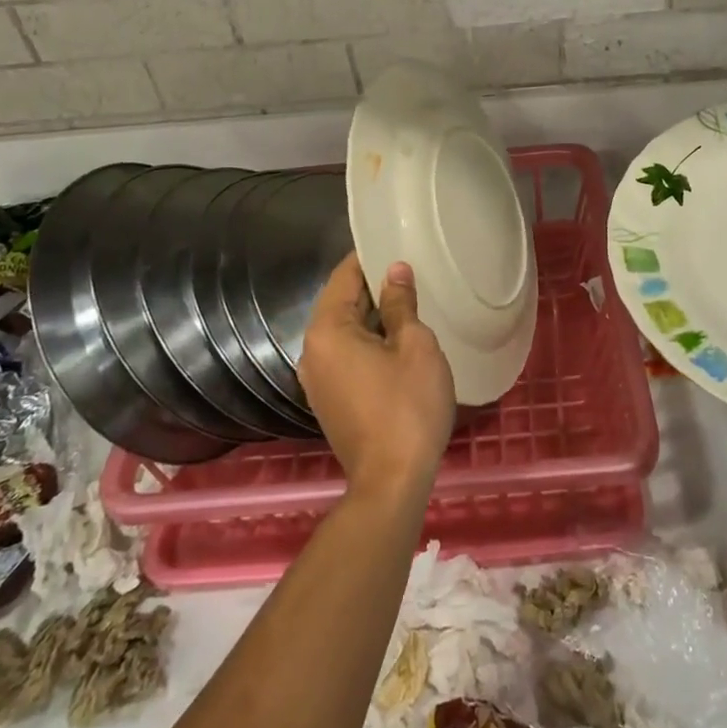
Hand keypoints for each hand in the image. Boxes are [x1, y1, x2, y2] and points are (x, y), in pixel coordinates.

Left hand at [299, 254, 456, 506]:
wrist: (392, 482)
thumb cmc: (407, 406)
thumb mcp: (415, 346)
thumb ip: (401, 304)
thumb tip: (395, 271)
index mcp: (327, 331)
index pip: (344, 277)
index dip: (369, 258)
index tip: (395, 245)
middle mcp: (312, 351)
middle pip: (341, 304)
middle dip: (373, 287)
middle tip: (410, 273)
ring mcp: (317, 380)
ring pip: (344, 332)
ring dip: (372, 317)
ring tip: (409, 303)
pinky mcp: (329, 401)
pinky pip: (346, 356)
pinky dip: (367, 343)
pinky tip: (396, 343)